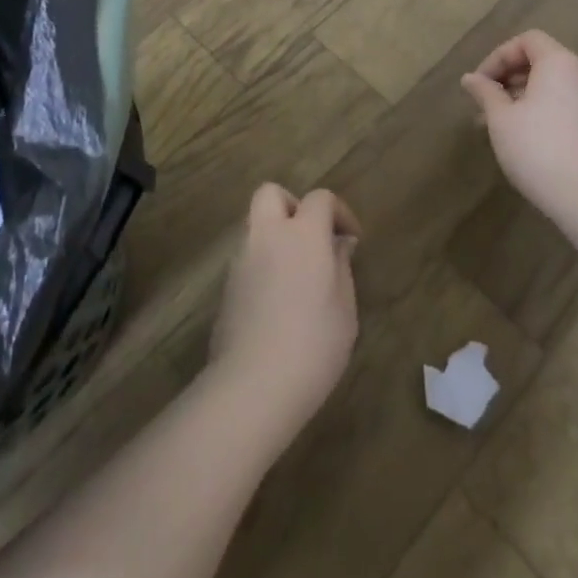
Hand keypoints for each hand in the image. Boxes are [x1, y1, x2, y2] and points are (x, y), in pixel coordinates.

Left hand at [208, 185, 360, 443]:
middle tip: (311, 238)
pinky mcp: (226, 285)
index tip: (351, 239)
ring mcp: (241, 258)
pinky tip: (277, 298)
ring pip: (256, 225)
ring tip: (297, 273)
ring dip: (275, 235)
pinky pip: (247, 256)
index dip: (339, 212)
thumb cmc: (314, 344)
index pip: (320, 198)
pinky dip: (263, 262)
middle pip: (271, 193)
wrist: (254, 384)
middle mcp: (267, 235)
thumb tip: (338, 243)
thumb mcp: (344, 307)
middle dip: (292, 206)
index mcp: (303, 234)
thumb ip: (341, 266)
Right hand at [461, 30, 577, 225]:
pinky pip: (563, 103)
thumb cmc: (538, 147)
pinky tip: (521, 137)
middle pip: (540, 61)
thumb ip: (485, 92)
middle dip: (507, 77)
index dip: (498, 56)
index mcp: (559, 62)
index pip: (527, 40)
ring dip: (520, 96)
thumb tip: (469, 78)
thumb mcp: (501, 118)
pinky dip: (539, 109)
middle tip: (484, 103)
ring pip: (551, 85)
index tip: (480, 83)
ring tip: (496, 123)